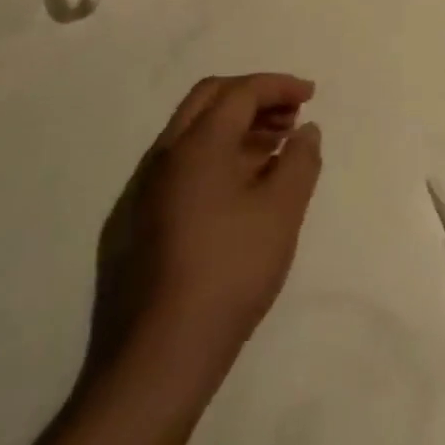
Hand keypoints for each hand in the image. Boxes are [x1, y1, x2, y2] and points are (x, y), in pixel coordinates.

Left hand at [92, 75, 321, 377]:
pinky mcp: (134, 223)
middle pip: (209, 100)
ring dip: (235, 127)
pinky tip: (239, 191)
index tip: (310, 94)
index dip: (279, 86)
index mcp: (196, 145)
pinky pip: (180, 166)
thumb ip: (300, 161)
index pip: (241, 92)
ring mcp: (143, 190)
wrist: (156, 358)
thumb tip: (306, 130)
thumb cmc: (229, 273)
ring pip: (192, 134)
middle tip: (289, 116)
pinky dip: (215, 156)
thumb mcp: (282, 213)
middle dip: (253, 98)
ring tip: (273, 149)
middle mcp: (163, 156)